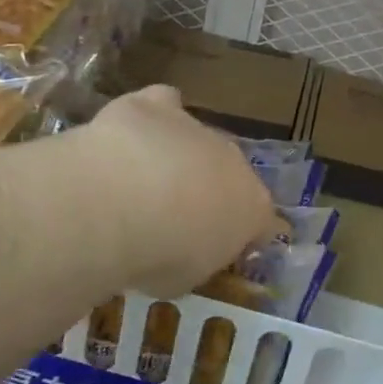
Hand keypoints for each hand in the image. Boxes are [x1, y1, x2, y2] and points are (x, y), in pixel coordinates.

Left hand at [79, 86, 276, 296]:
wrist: (118, 205)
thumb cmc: (158, 256)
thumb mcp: (183, 280)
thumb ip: (195, 260)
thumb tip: (189, 253)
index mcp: (251, 208)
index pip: (264, 222)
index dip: (246, 235)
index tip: (223, 247)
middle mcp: (233, 162)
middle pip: (229, 174)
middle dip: (209, 191)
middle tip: (175, 216)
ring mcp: (197, 129)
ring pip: (197, 139)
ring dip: (179, 156)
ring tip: (143, 178)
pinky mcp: (156, 106)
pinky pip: (164, 103)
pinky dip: (152, 117)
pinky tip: (133, 132)